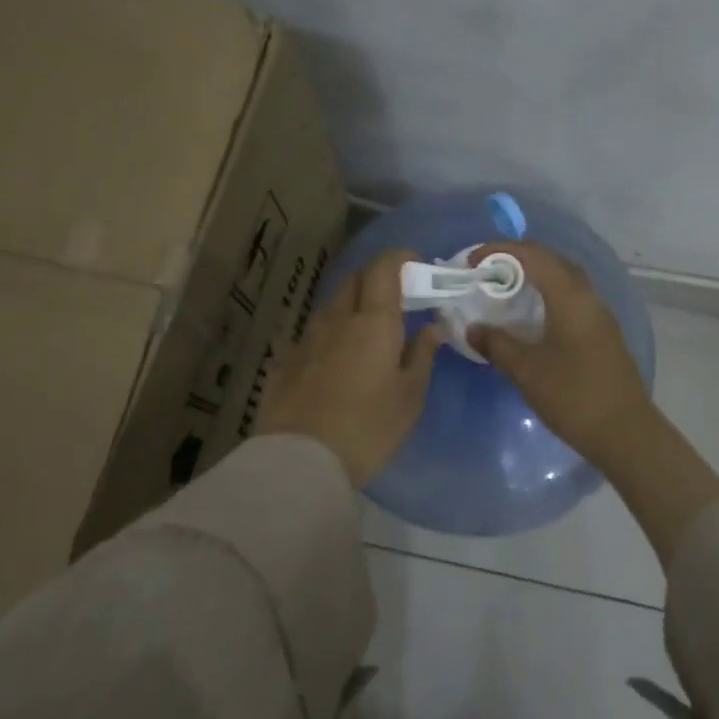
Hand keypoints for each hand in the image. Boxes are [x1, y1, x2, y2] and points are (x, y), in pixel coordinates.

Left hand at [257, 249, 443, 487]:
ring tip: (368, 331)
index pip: (383, 268)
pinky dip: (331, 334)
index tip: (415, 264)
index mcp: (373, 321)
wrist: (300, 461)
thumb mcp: (409, 397)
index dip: (399, 258)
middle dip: (376, 278)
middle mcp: (336, 319)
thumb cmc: (368, 428)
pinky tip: (337, 359)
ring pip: (332, 306)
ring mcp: (306, 339)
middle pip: (354, 280)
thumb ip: (422, 356)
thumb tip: (432, 328)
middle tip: (397, 298)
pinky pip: (313, 334)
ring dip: (352, 306)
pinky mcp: (286, 362)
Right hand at [470, 241, 718, 569]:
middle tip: (486, 272)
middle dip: (517, 259)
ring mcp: (600, 315)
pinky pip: (572, 300)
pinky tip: (531, 318)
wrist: (626, 432)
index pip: (533, 255)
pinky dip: (547, 297)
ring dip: (535, 277)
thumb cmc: (573, 396)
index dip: (499, 251)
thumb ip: (497, 344)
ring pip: (564, 280)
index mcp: (570, 297)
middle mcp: (588, 297)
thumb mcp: (526, 371)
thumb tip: (473, 329)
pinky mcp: (603, 334)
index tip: (471, 262)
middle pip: (552, 261)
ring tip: (504, 291)